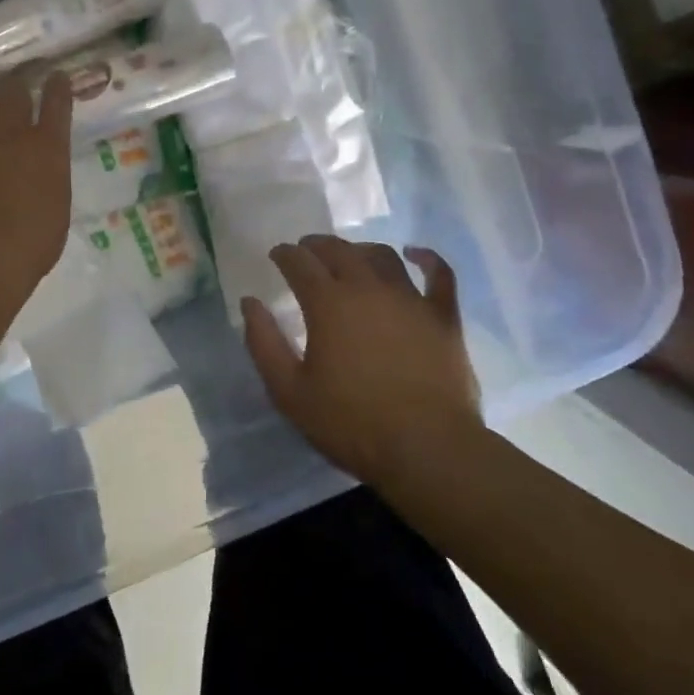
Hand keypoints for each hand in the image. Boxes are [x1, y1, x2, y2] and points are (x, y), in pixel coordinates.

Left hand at [0, 71, 73, 300]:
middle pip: (13, 91)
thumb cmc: (32, 244)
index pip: (57, 102)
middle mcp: (13, 134)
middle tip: (12, 97)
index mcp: (48, 149)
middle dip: (14, 90)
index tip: (56, 77)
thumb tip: (44, 169)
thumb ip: (51, 178)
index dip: (57, 86)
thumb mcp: (58, 208)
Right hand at [242, 235, 481, 485]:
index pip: (300, 262)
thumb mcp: (289, 391)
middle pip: (339, 250)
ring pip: (382, 256)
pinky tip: (416, 254)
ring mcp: (410, 299)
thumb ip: (264, 343)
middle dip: (317, 246)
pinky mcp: (444, 317)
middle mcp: (368, 288)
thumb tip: (249, 303)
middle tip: (306, 252)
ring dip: (360, 250)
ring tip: (350, 256)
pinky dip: (427, 259)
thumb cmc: (351, 423)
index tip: (277, 255)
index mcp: (328, 303)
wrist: (427, 449)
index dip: (285, 254)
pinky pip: (439, 275)